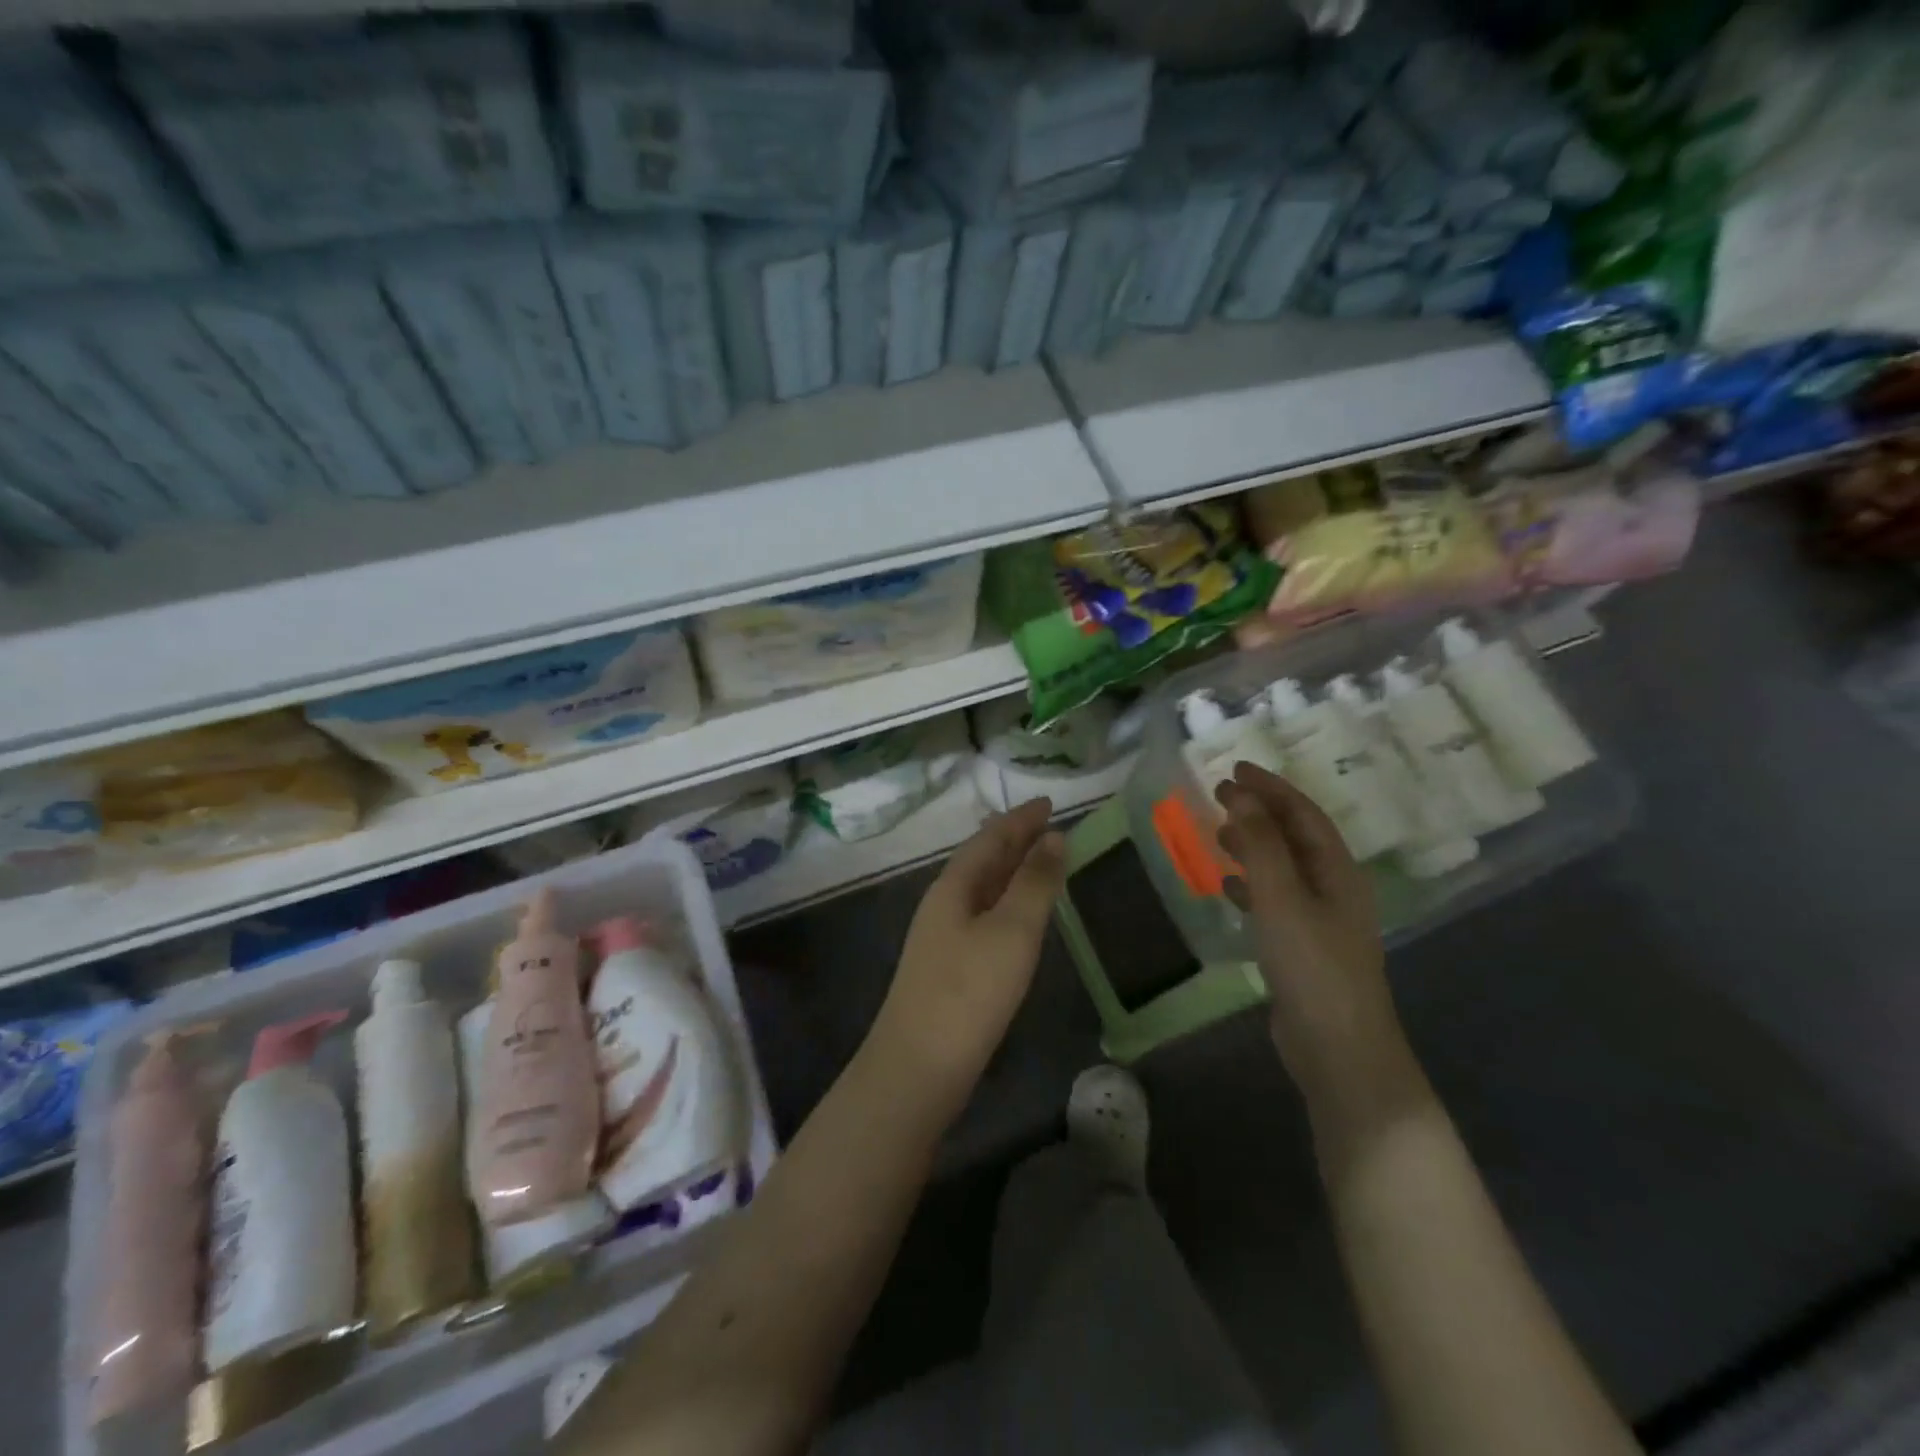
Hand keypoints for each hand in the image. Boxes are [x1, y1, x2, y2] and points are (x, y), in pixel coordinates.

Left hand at [868, 798, 1065, 1112]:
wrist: (918, 1067)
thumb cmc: (969, 992)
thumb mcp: (1012, 931)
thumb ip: (1035, 882)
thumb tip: (1054, 836)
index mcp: (954, 885)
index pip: (991, 837)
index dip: (1021, 818)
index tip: (1050, 802)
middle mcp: (944, 902)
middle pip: (982, 859)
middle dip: (1015, 839)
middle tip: (1049, 825)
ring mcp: (942, 936)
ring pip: (982, 888)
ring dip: (1010, 870)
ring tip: (1039, 860)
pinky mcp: (949, 966)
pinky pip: (983, 915)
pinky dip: (1006, 902)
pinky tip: (1018, 916)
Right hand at [1215, 764, 1405, 1109]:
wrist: (1338, 1050)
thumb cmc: (1312, 966)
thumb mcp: (1282, 898)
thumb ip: (1261, 845)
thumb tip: (1241, 795)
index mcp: (1338, 871)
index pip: (1304, 814)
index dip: (1271, 788)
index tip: (1234, 769)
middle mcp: (1334, 889)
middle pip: (1295, 837)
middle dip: (1260, 812)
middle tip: (1220, 795)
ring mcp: (1320, 921)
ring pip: (1284, 868)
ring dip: (1254, 846)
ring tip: (1219, 835)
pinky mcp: (1303, 948)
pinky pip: (1274, 901)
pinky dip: (1251, 886)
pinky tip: (1227, 888)